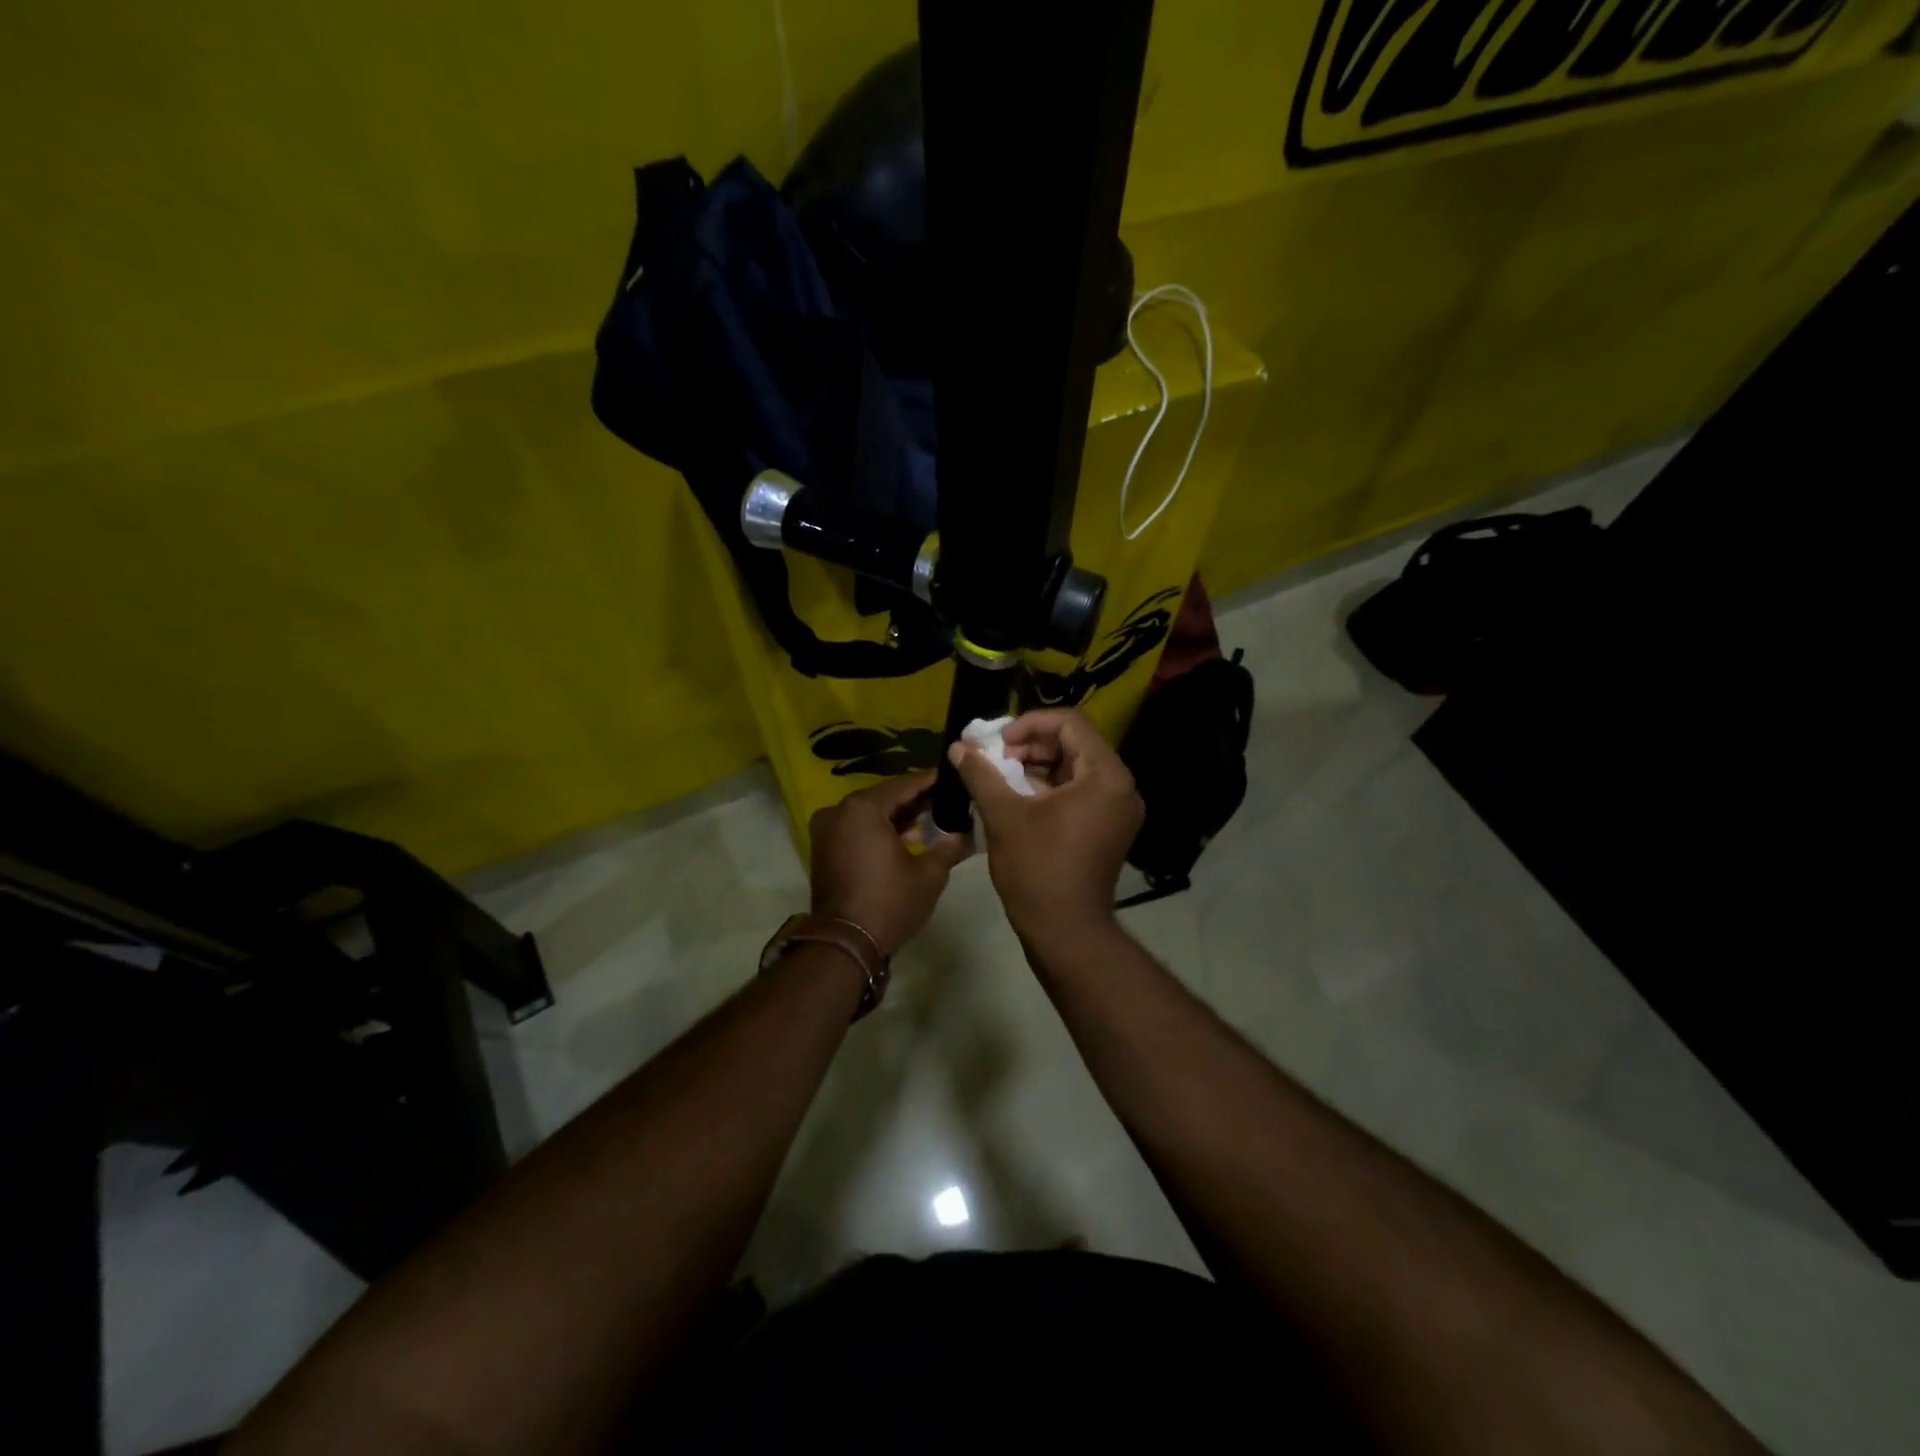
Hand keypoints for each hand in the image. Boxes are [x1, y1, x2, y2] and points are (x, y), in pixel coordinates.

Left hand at [808, 772, 971, 956]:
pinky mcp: (824, 849)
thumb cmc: (889, 902)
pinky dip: (880, 830)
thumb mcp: (929, 874)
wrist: (845, 944)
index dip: (932, 782)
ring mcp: (827, 830)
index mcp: (862, 808)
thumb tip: (968, 832)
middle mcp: (839, 811)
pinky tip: (908, 838)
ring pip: (870, 814)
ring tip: (933, 820)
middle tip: (948, 799)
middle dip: (916, 800)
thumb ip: (950, 846)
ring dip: (898, 817)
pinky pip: (857, 829)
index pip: (905, 785)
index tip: (955, 777)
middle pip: (885, 797)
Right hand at [947, 709, 1143, 941]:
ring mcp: (1118, 810)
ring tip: (1001, 775)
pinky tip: (1018, 796)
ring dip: (1038, 765)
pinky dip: (1050, 787)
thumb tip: (958, 746)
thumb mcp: (1004, 815)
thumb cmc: (1037, 868)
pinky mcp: (1109, 829)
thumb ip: (981, 774)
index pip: (1071, 723)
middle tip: (996, 758)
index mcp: (1106, 776)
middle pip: (1075, 743)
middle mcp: (1121, 787)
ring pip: (1076, 768)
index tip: (999, 742)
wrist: (1065, 932)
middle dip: (1032, 744)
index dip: (1030, 723)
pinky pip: (1080, 792)